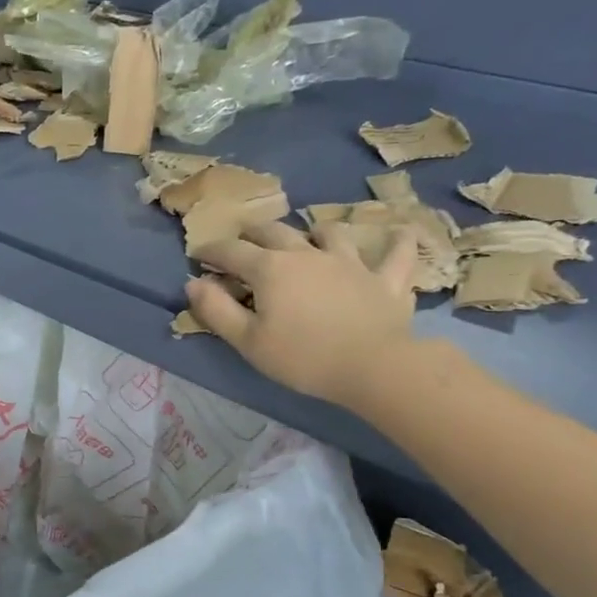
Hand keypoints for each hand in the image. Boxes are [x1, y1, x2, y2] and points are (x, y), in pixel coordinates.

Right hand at [187, 221, 422, 409]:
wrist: (374, 366)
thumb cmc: (303, 357)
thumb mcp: (247, 341)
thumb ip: (216, 310)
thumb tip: (193, 283)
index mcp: (270, 269)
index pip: (232, 251)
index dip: (211, 250)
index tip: (197, 253)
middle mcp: (307, 254)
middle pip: (275, 232)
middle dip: (253, 233)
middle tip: (243, 239)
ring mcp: (349, 262)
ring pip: (329, 233)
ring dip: (314, 231)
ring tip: (309, 235)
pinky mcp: (384, 279)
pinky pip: (395, 255)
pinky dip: (398, 242)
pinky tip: (402, 232)